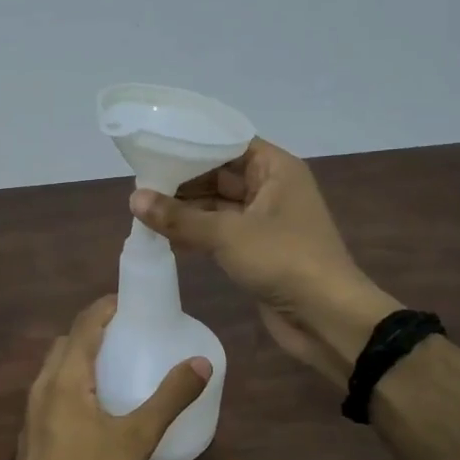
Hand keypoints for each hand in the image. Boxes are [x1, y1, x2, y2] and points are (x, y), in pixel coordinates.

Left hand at [10, 296, 209, 459]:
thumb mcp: (137, 437)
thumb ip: (170, 398)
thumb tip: (201, 362)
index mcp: (66, 376)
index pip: (85, 324)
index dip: (106, 306)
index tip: (131, 300)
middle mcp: (43, 384)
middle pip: (67, 341)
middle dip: (94, 328)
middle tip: (127, 331)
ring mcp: (32, 407)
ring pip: (56, 365)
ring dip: (81, 354)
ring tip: (114, 362)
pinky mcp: (31, 428)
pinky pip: (52, 387)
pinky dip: (72, 377)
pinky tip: (94, 402)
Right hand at [129, 139, 398, 386]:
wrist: (326, 317)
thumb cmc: (283, 260)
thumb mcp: (227, 234)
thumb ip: (179, 217)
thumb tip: (133, 198)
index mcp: (275, 169)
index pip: (228, 143)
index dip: (193, 143)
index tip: (154, 145)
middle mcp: (271, 188)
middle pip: (219, 174)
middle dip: (182, 179)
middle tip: (139, 181)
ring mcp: (264, 221)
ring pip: (217, 205)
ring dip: (185, 209)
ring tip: (142, 208)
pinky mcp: (256, 249)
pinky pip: (219, 232)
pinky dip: (195, 232)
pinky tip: (163, 237)